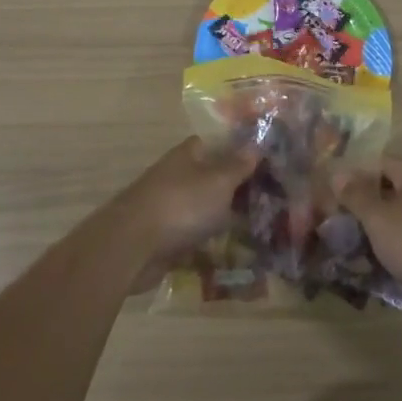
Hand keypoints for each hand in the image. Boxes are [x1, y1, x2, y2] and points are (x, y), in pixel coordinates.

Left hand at [113, 137, 253, 289]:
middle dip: (234, 190)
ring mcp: (168, 208)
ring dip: (223, 220)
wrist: (133, 247)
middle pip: (209, 179)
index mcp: (187, 155)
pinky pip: (193, 238)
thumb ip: (237, 165)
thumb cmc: (181, 205)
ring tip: (257, 231)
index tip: (262, 163)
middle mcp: (176, 177)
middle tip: (268, 202)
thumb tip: (254, 145)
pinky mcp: (164, 238)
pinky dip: (209, 246)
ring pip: (202, 210)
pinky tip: (233, 256)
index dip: (236, 151)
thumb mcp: (218, 181)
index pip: (214, 144)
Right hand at [332, 157, 401, 301]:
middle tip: (346, 228)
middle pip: (393, 189)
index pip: (377, 163)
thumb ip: (356, 196)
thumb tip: (337, 174)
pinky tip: (393, 266)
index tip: (335, 200)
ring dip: (386, 230)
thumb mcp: (379, 219)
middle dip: (368, 208)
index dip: (354, 178)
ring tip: (364, 251)